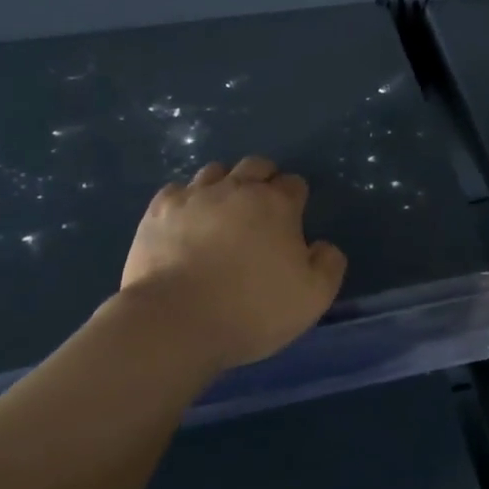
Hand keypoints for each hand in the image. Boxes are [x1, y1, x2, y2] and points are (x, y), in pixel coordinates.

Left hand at [119, 157, 347, 371]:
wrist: (174, 322)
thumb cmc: (251, 309)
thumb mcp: (313, 297)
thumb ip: (329, 264)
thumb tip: (323, 246)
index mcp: (277, 204)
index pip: (294, 183)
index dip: (296, 200)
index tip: (292, 224)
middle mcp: (237, 189)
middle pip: (256, 165)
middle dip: (263, 180)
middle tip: (261, 212)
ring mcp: (194, 196)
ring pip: (215, 171)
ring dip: (225, 185)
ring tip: (223, 214)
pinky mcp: (158, 211)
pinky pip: (177, 190)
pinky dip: (186, 200)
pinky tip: (186, 222)